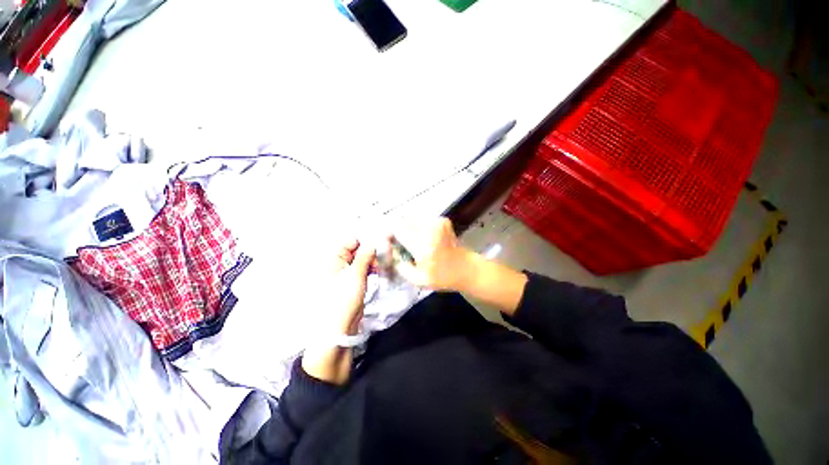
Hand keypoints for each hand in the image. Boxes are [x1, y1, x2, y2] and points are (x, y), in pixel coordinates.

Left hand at [302, 239, 375, 384]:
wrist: (341, 327)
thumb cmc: (343, 299)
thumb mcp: (355, 275)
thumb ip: (364, 256)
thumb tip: (373, 240)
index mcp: (334, 259)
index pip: (351, 241)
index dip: (366, 238)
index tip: (382, 237)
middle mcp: (340, 263)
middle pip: (358, 249)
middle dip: (372, 248)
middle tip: (388, 249)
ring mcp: (348, 272)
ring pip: (363, 259)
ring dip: (374, 258)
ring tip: (384, 261)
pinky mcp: (356, 280)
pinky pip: (365, 268)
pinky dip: (373, 267)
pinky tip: (380, 269)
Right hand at [392, 218, 475, 291]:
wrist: (465, 269)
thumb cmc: (441, 277)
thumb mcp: (416, 279)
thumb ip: (399, 265)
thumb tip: (389, 250)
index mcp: (422, 245)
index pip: (397, 228)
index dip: (389, 232)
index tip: (389, 241)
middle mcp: (429, 230)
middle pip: (404, 220)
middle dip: (399, 230)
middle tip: (402, 242)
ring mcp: (438, 222)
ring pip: (413, 219)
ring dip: (410, 228)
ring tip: (415, 241)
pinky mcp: (443, 220)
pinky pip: (424, 220)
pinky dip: (421, 227)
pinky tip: (426, 238)